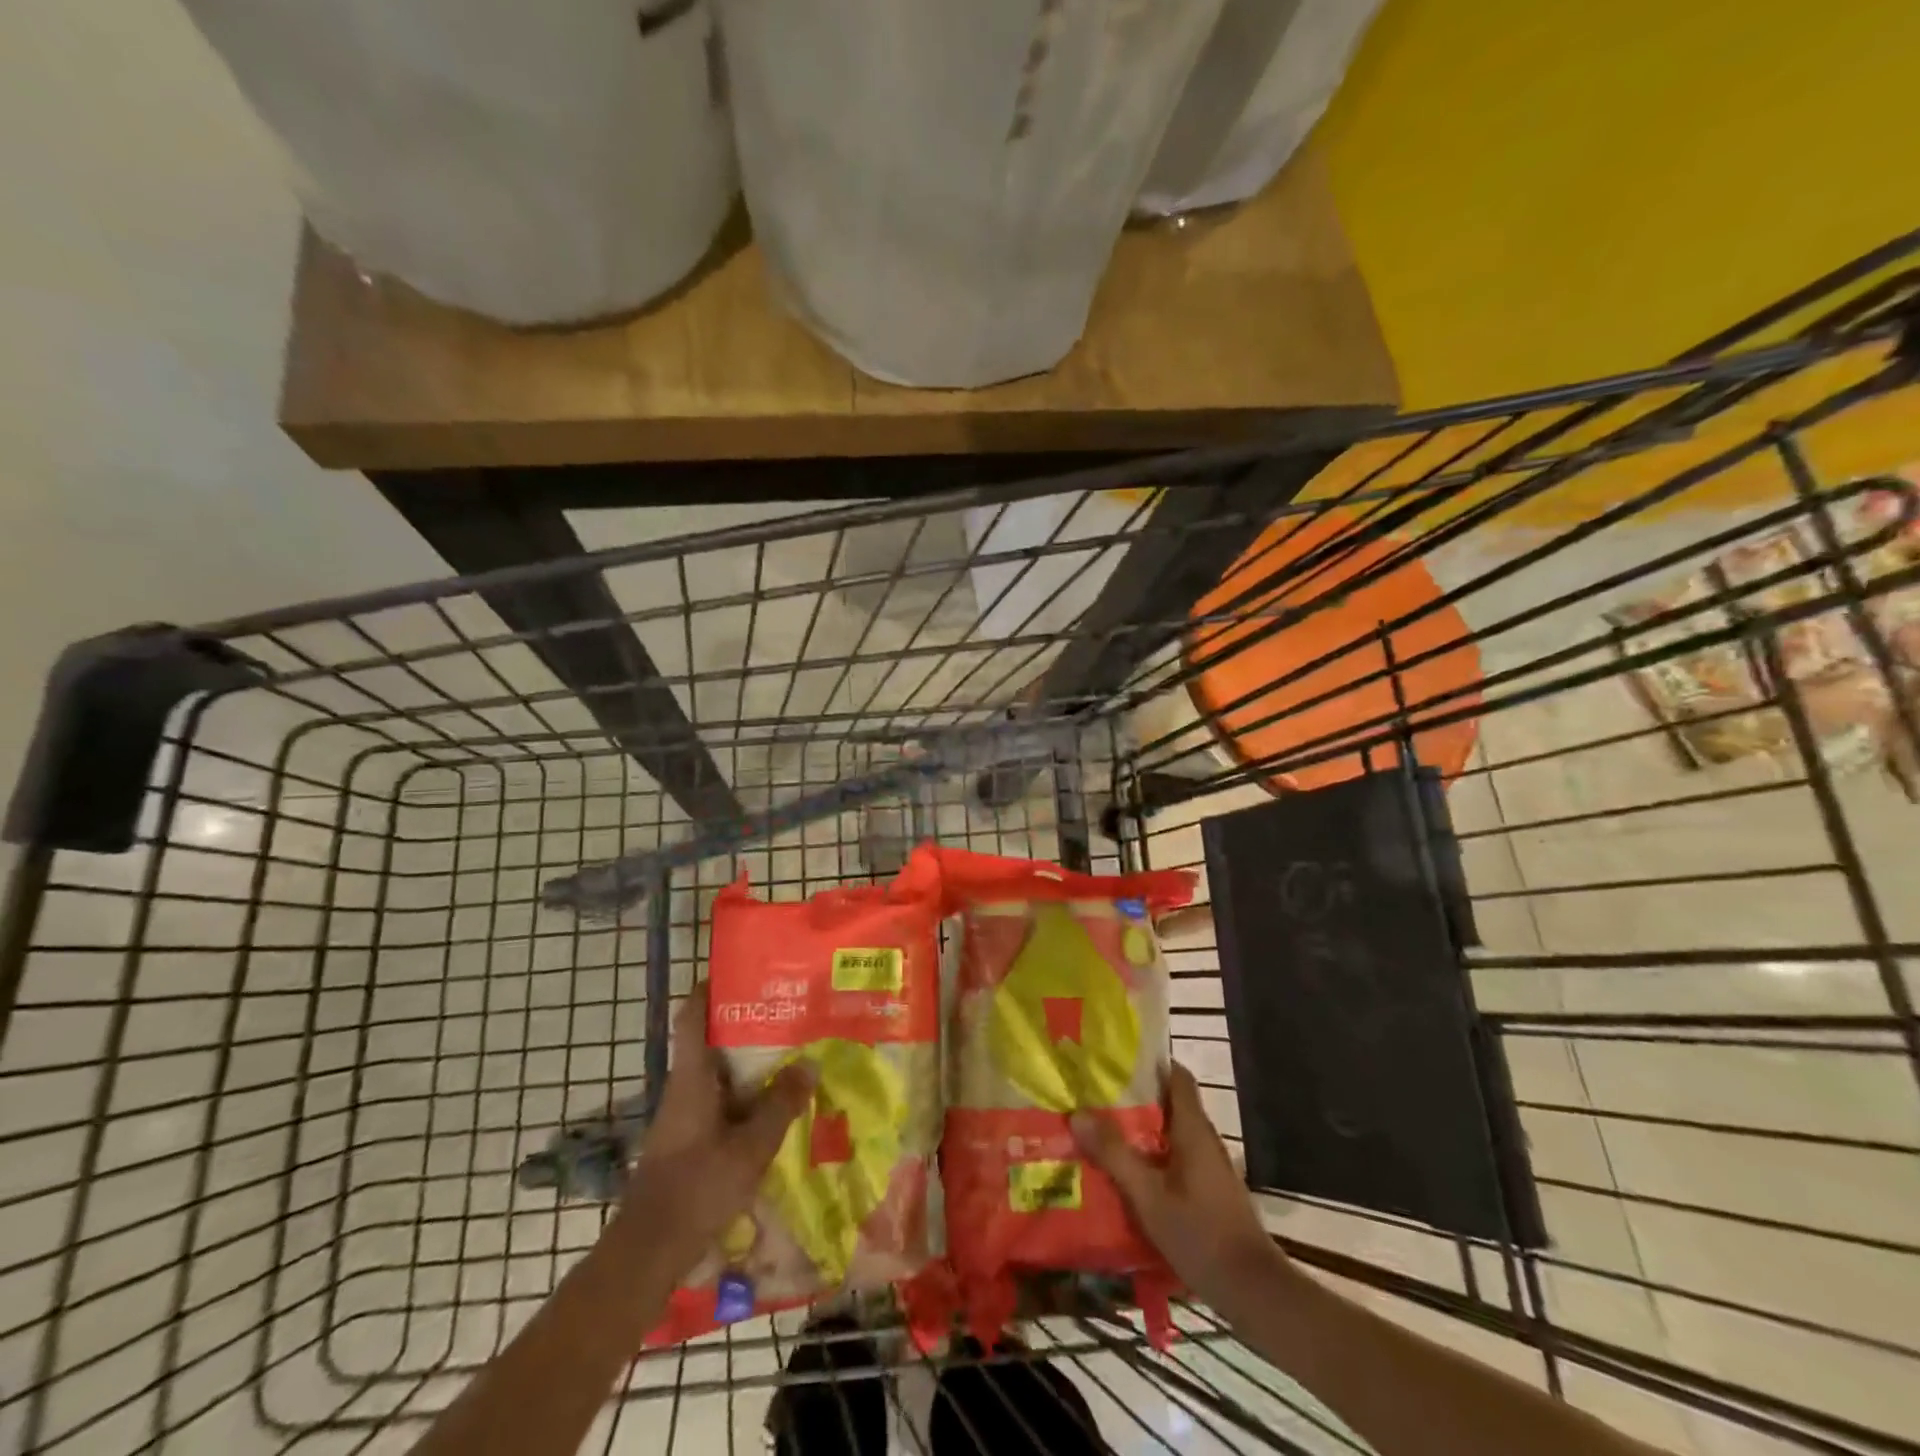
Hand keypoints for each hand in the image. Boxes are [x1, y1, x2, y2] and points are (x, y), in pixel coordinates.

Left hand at [610, 983, 813, 1278]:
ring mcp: (684, 1116)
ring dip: (749, 1064)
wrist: (648, 1252)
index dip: (710, 988)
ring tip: (792, 1053)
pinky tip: (775, 1106)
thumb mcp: (750, 1147)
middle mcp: (684, 1088)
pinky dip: (746, 1096)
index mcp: (691, 1077)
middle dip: (746, 1025)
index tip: (741, 970)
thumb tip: (808, 1063)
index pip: (692, 1016)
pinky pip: (721, 1103)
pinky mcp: (688, 1140)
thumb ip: (780, 1104)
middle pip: (711, 1042)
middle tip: (788, 1012)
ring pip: (718, 1075)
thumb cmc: (697, 1188)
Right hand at [1071, 1063, 1294, 1315]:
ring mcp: (1210, 1167)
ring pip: (1171, 1133)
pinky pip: (1175, 1158)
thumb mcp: (1149, 1197)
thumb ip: (1115, 1155)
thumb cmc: (1201, 1235)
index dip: (1150, 1062)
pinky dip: (1152, 1156)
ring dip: (1141, 1129)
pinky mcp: (1209, 1191)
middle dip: (1134, 1096)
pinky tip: (1126, 1173)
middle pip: (1170, 1103)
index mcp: (1194, 1129)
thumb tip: (1078, 1113)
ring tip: (1101, 1130)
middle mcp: (1204, 1140)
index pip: (1177, 1076)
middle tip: (1095, 1095)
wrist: (1253, 1291)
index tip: (1115, 1058)